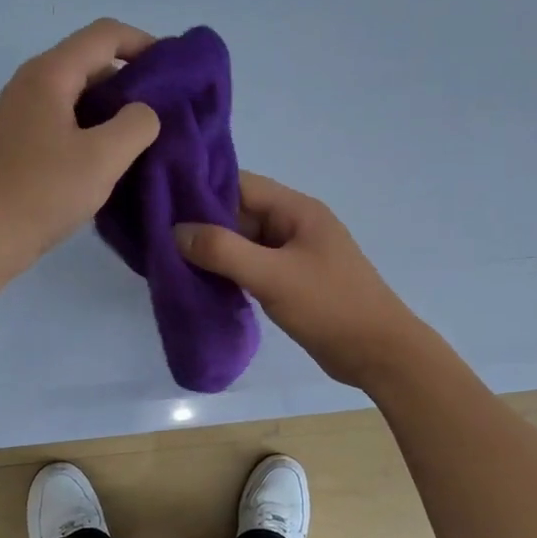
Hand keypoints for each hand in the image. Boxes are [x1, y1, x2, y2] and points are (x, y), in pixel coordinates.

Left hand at [0, 19, 161, 278]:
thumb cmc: (38, 193)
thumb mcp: (102, 158)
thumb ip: (136, 125)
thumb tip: (144, 112)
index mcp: (50, 74)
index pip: (105, 34)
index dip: (145, 43)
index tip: (178, 72)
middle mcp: (32, 85)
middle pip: (92, 63)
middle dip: (133, 81)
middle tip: (168, 114)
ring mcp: (21, 117)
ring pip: (79, 98)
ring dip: (114, 112)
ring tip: (146, 142)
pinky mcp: (18, 147)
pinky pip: (66, 125)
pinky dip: (94, 134)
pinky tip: (110, 165)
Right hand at [174, 172, 429, 387]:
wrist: (378, 352)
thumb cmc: (330, 306)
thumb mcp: (273, 276)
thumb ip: (223, 251)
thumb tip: (176, 231)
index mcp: (297, 210)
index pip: (240, 184)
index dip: (202, 190)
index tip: (162, 203)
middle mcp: (295, 225)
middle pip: (240, 212)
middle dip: (203, 224)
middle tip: (158, 237)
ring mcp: (295, 254)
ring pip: (245, 242)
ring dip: (215, 251)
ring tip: (171, 260)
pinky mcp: (293, 281)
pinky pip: (254, 266)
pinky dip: (230, 272)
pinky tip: (203, 283)